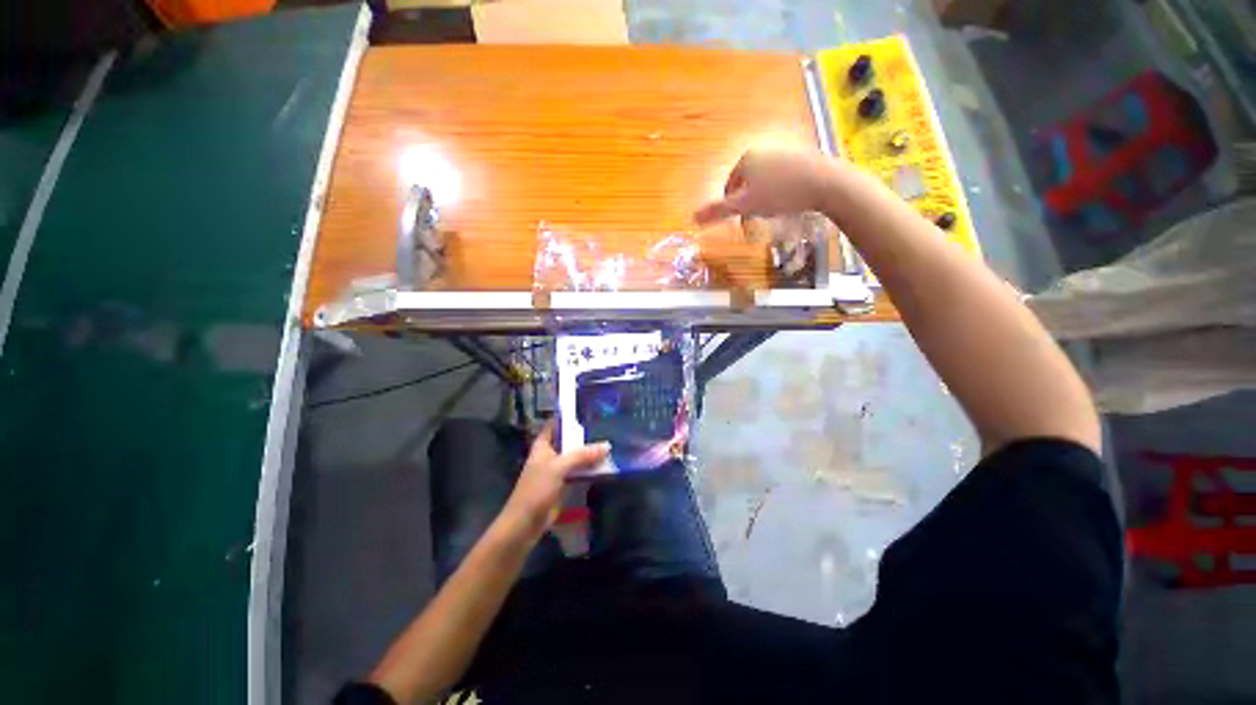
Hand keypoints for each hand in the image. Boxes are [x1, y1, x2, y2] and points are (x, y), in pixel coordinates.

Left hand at [500, 422, 609, 540]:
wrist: (525, 523)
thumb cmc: (537, 489)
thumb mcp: (559, 468)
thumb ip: (582, 456)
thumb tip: (606, 446)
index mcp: (543, 446)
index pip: (555, 425)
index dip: (568, 417)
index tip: (586, 409)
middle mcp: (550, 455)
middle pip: (568, 441)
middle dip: (584, 436)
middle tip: (605, 426)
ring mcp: (557, 470)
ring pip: (575, 457)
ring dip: (589, 454)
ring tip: (609, 443)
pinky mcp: (563, 485)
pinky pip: (578, 472)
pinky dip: (589, 469)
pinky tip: (604, 465)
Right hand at [693, 148, 842, 224]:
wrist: (825, 183)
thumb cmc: (779, 194)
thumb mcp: (744, 205)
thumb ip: (718, 211)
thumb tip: (692, 218)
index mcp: (746, 157)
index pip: (729, 185)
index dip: (732, 205)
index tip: (742, 220)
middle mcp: (763, 149)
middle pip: (747, 182)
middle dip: (749, 201)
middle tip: (758, 217)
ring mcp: (784, 150)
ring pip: (764, 179)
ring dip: (764, 196)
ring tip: (775, 210)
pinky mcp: (802, 155)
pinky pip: (782, 176)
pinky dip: (781, 189)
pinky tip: (791, 199)